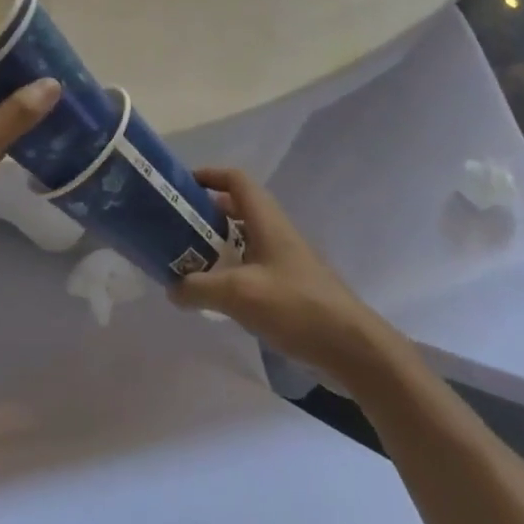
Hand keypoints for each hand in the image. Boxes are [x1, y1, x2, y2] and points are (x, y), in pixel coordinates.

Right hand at [171, 169, 381, 381]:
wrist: (352, 347)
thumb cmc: (295, 306)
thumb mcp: (238, 294)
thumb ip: (199, 287)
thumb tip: (172, 287)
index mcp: (266, 220)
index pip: (236, 180)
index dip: (208, 176)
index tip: (180, 188)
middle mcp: (276, 232)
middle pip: (237, 208)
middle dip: (205, 214)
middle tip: (176, 230)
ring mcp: (286, 259)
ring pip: (244, 239)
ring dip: (217, 244)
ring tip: (189, 262)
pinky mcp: (291, 286)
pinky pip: (253, 265)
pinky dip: (231, 270)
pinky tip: (218, 294)